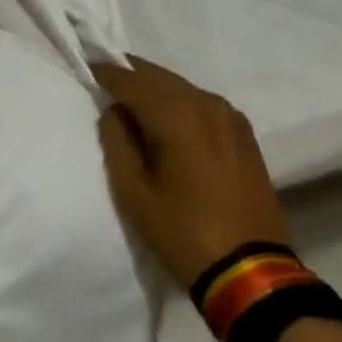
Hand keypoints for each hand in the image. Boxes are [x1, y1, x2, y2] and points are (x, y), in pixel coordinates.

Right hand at [93, 56, 292, 289]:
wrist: (253, 274)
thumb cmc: (184, 233)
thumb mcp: (134, 193)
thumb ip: (116, 141)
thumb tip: (115, 112)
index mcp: (177, 115)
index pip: (132, 79)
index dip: (107, 71)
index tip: (87, 67)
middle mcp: (206, 103)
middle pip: (159, 77)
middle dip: (131, 75)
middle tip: (106, 80)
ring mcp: (230, 117)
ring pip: (181, 88)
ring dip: (155, 88)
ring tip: (133, 101)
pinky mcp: (243, 135)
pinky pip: (202, 103)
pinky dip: (179, 102)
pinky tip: (169, 120)